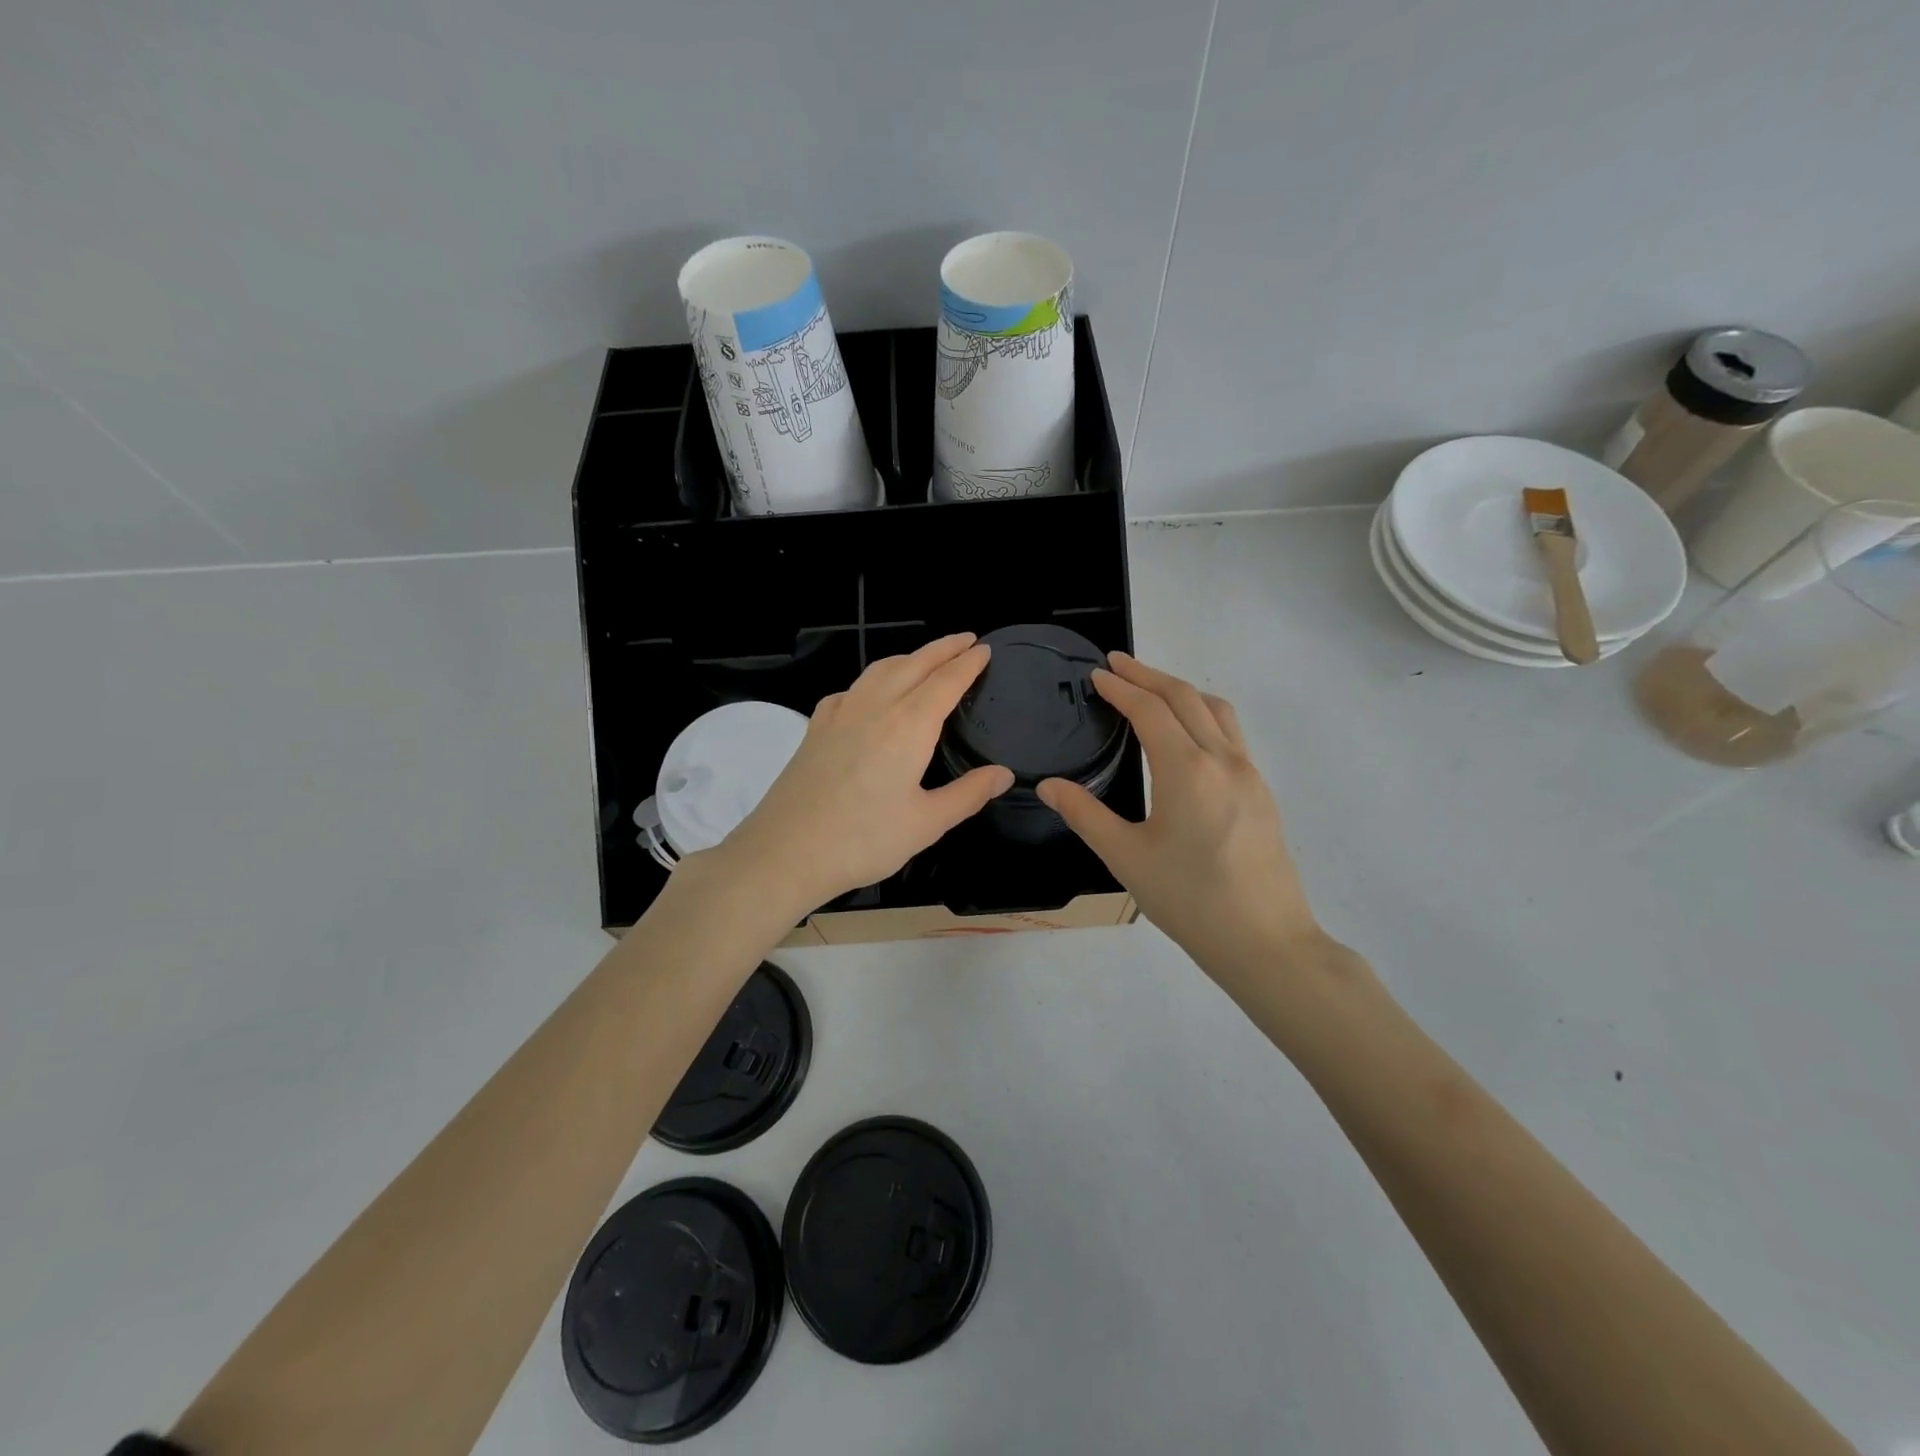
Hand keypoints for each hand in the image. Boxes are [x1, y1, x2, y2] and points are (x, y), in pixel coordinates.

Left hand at [717, 633, 1013, 913]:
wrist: (785, 851)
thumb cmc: (863, 840)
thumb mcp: (927, 823)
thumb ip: (968, 794)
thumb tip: (1004, 774)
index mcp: (908, 726)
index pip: (946, 681)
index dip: (968, 663)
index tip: (984, 649)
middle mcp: (875, 707)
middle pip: (914, 664)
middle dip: (943, 648)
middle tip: (965, 640)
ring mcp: (840, 713)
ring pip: (880, 669)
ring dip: (908, 657)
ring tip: (925, 658)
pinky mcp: (816, 727)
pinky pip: (851, 689)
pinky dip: (873, 679)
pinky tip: (872, 695)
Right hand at [1038, 653, 1325, 979]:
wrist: (1265, 941)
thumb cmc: (1189, 900)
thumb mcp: (1126, 858)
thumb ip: (1084, 815)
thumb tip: (1048, 786)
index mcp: (1187, 770)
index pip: (1150, 710)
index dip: (1121, 687)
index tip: (1097, 673)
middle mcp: (1223, 759)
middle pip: (1186, 697)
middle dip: (1148, 675)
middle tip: (1116, 664)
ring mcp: (1249, 774)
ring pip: (1216, 710)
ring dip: (1181, 690)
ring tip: (1151, 689)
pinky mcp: (1262, 792)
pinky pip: (1231, 733)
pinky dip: (1203, 714)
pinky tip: (1187, 735)